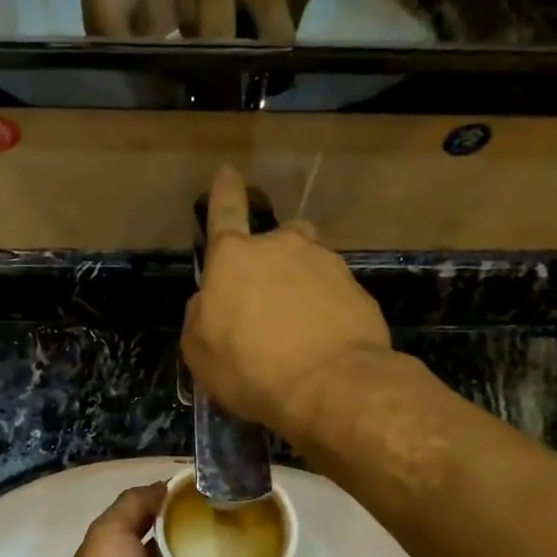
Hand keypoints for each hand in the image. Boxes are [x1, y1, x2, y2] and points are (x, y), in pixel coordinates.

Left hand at [48, 483, 229, 556]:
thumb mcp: (108, 532)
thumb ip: (135, 504)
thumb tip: (166, 486)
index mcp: (124, 546)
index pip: (154, 514)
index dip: (176, 498)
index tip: (207, 480)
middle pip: (182, 538)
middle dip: (205, 520)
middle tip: (239, 498)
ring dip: (226, 547)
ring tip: (257, 521)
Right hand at [183, 165, 392, 437]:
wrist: (330, 385)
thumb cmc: (250, 368)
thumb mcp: (199, 353)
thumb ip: (198, 318)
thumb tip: (207, 302)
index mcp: (235, 258)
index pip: (225, 212)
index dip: (224, 192)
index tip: (229, 171)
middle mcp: (282, 248)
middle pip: (276, 239)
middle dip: (273, 258)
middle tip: (270, 298)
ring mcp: (326, 264)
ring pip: (309, 262)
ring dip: (302, 283)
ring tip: (300, 324)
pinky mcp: (357, 289)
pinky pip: (334, 293)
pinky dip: (326, 310)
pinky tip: (323, 341)